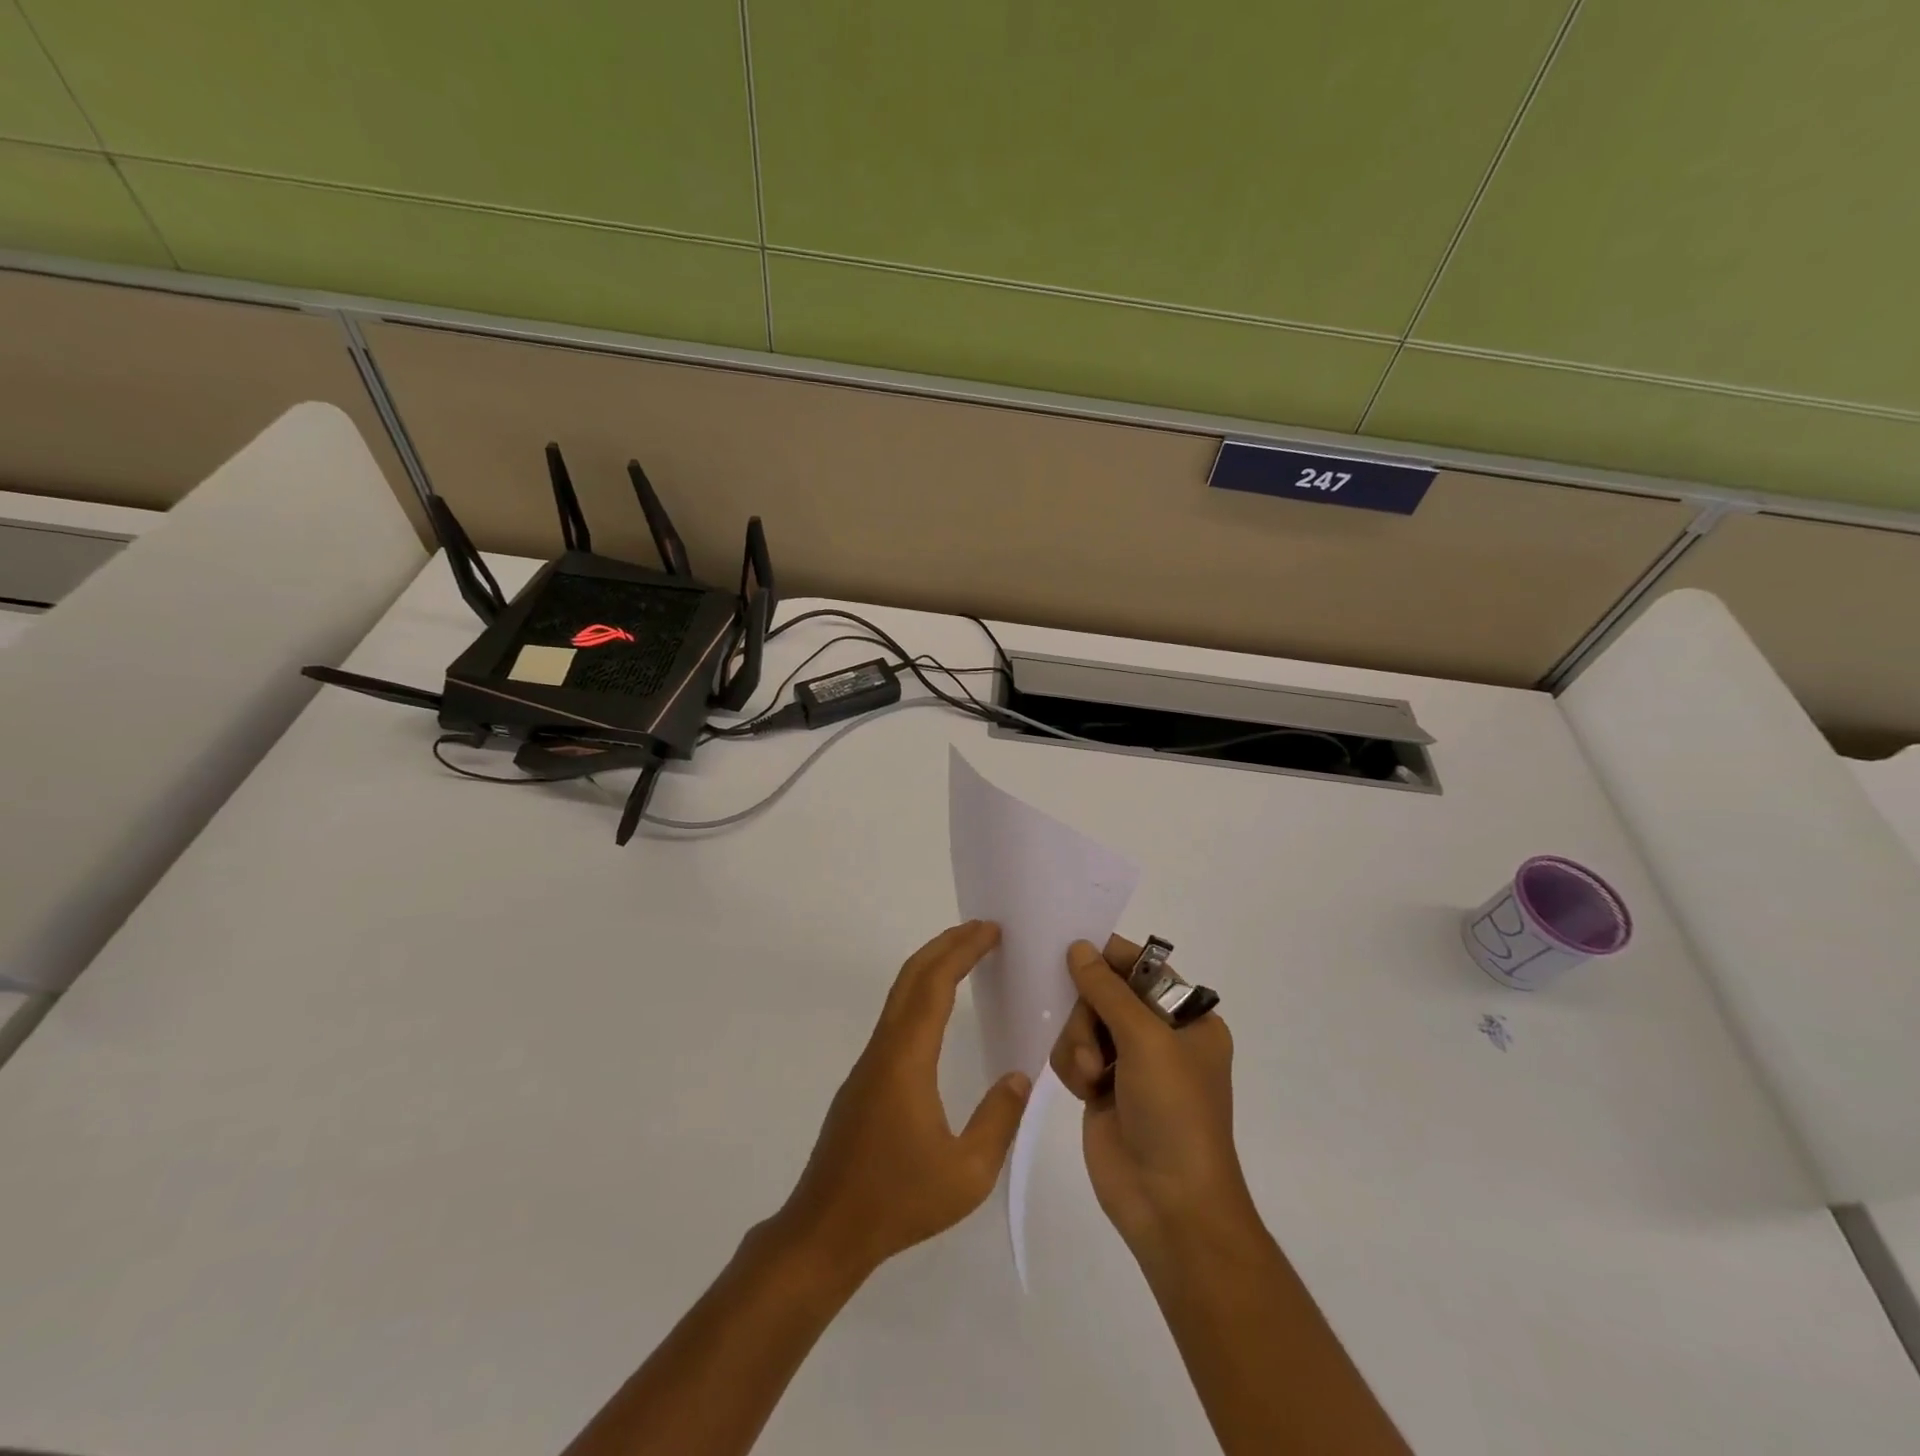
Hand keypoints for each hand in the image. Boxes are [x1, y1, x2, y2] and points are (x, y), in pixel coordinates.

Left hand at [775, 921, 1031, 1283]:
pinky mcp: (863, 1080)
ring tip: (964, 957)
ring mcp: (869, 1063)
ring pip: (899, 996)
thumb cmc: (897, 1201)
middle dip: (946, 945)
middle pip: (911, 977)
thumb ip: (998, 1121)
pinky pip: (895, 1018)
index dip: (963, 951)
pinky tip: (937, 1012)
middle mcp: (884, 1048)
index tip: (990, 931)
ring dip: (931, 967)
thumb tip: (1019, 1077)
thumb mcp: (966, 1174)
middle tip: (982, 929)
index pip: (935, 985)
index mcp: (906, 1059)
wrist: (825, 1231)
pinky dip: (920, 994)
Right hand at [1049, 938, 1252, 1256]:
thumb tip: (1078, 946)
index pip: (1143, 968)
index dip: (1109, 958)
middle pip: (1103, 993)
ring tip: (1090, 1074)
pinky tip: (1083, 1091)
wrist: (1169, 1204)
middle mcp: (1159, 1035)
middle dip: (1090, 1014)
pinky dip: (1072, 1067)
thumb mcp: (1146, 1040)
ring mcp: (1128, 1063)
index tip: (1074, 951)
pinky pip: (1071, 1054)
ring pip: (1081, 1022)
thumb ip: (1107, 989)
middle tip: (1093, 1042)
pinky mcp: (1101, 1088)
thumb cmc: (1174, 1112)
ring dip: (1079, 1044)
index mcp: (1188, 1018)